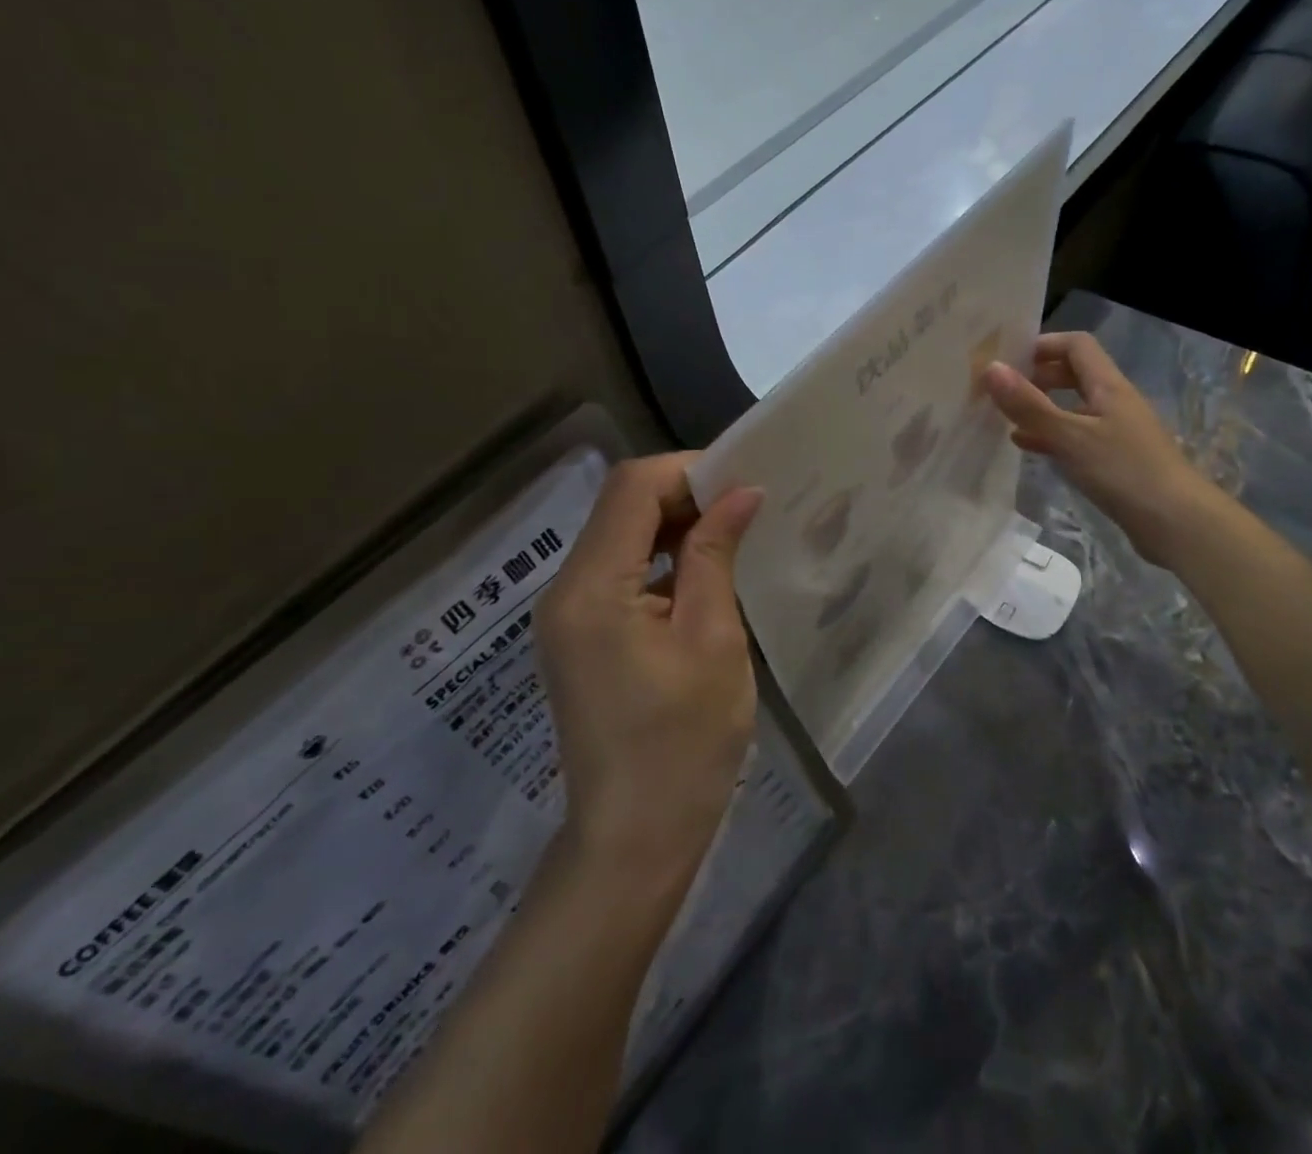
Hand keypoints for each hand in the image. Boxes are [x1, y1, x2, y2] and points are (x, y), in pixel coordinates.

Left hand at [536, 454, 763, 883]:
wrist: (633, 841)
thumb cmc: (684, 743)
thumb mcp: (713, 640)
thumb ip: (717, 555)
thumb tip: (741, 493)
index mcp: (592, 588)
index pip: (631, 489)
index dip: (688, 470)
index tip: (743, 481)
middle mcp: (565, 591)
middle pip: (620, 507)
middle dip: (684, 494)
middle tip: (746, 505)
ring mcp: (566, 616)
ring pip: (620, 537)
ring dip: (674, 525)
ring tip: (734, 533)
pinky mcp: (579, 636)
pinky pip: (618, 572)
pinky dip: (660, 559)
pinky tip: (703, 572)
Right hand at [984, 332, 1222, 565]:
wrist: (1177, 523)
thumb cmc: (1124, 471)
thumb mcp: (1070, 436)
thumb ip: (1029, 405)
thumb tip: (990, 368)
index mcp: (1108, 386)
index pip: (1076, 345)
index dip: (1042, 345)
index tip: (1008, 360)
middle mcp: (1114, 402)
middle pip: (1074, 374)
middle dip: (1038, 376)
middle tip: (1002, 390)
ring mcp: (1117, 432)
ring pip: (1073, 407)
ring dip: (1042, 408)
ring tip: (1007, 419)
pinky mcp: (1115, 460)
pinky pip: (1077, 436)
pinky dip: (1051, 436)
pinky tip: (1028, 447)